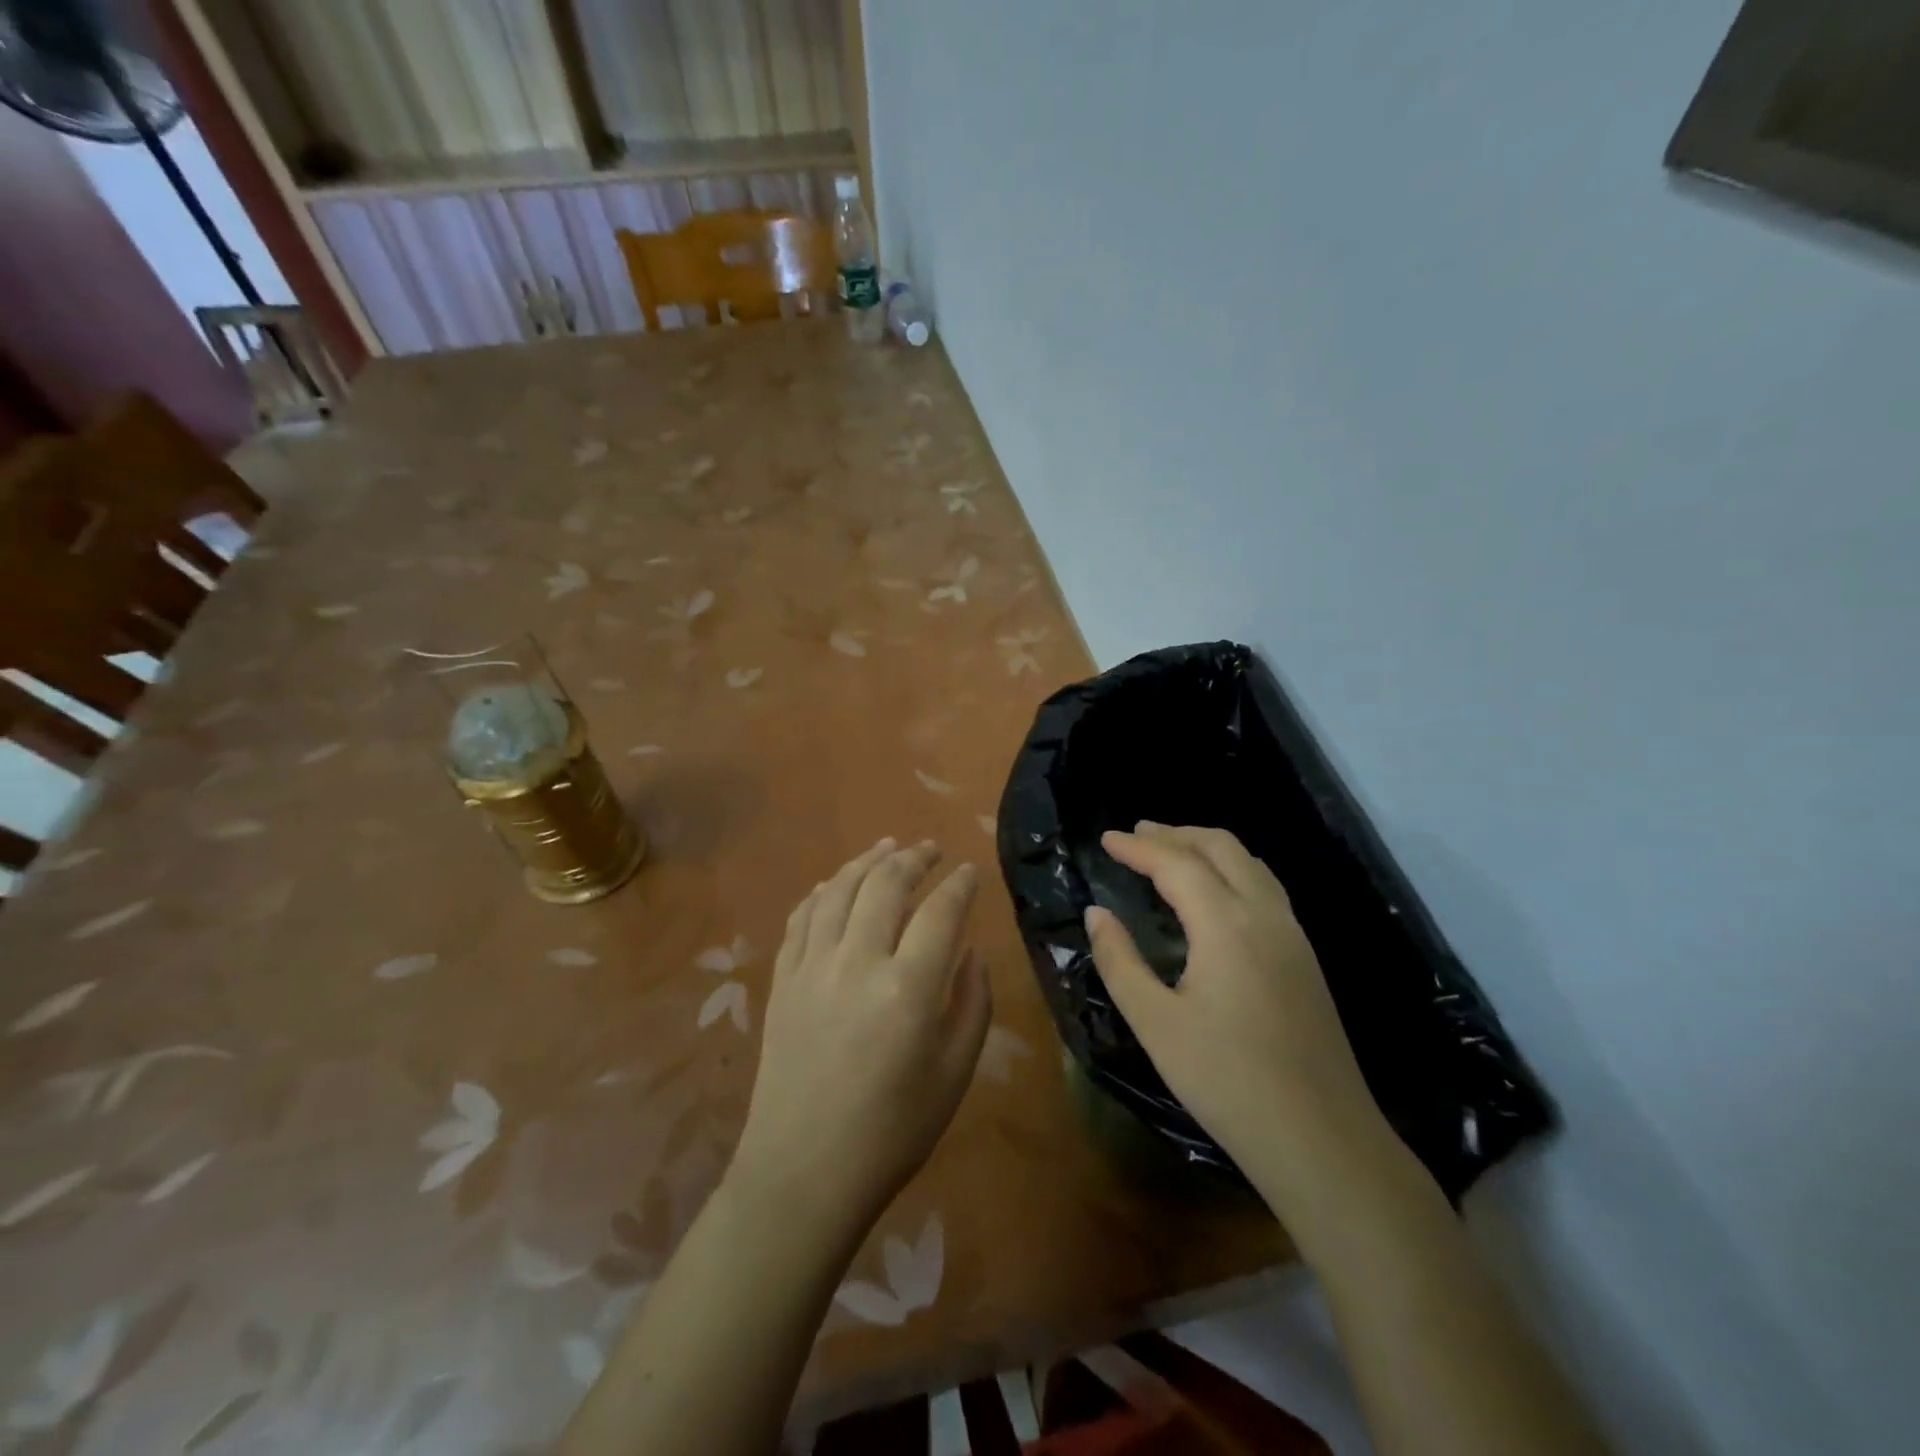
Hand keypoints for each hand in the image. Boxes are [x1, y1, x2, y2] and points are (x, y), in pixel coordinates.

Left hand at [732, 838, 990, 1231]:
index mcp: (908, 989)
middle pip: (886, 886)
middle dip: (913, 859)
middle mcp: (857, 963)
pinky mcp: (782, 980)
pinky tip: (834, 884)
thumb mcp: (954, 1075)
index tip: (970, 871)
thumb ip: (972, 1005)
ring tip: (887, 848)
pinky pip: (801, 918)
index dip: (959, 885)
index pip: (940, 912)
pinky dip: (822, 892)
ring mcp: (812, 967)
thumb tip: (970, 953)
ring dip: (866, 862)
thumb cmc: (892, 1133)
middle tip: (930, 849)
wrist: (803, 1173)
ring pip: (839, 890)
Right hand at [1084, 823, 1385, 1201]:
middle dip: (1176, 834)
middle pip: (1221, 848)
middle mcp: (1265, 914)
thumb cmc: (1227, 1081)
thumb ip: (1120, 962)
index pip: (1176, 864)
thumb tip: (1096, 914)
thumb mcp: (1155, 1023)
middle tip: (1137, 835)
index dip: (1138, 848)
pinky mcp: (1305, 958)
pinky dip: (1232, 869)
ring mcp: (1293, 935)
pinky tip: (1216, 893)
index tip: (1107, 838)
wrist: (1322, 1139)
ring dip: (1207, 847)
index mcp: (1226, 924)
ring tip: (1172, 851)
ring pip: (1250, 864)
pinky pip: (1265, 887)